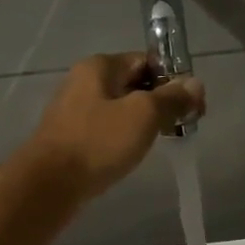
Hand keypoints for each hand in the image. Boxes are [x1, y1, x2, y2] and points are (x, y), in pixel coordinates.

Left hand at [27, 53, 204, 199]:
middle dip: (161, 101)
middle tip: (183, 125)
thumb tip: (195, 84)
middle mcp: (84, 81)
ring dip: (144, 121)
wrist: (49, 185)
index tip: (193, 105)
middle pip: (135, 83)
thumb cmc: (98, 142)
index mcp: (100, 66)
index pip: (147, 60)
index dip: (174, 79)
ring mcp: (75, 109)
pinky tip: (134, 153)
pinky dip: (125, 136)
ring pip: (121, 107)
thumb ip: (172, 98)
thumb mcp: (143, 115)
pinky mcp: (72, 136)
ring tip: (162, 140)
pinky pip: (108, 128)